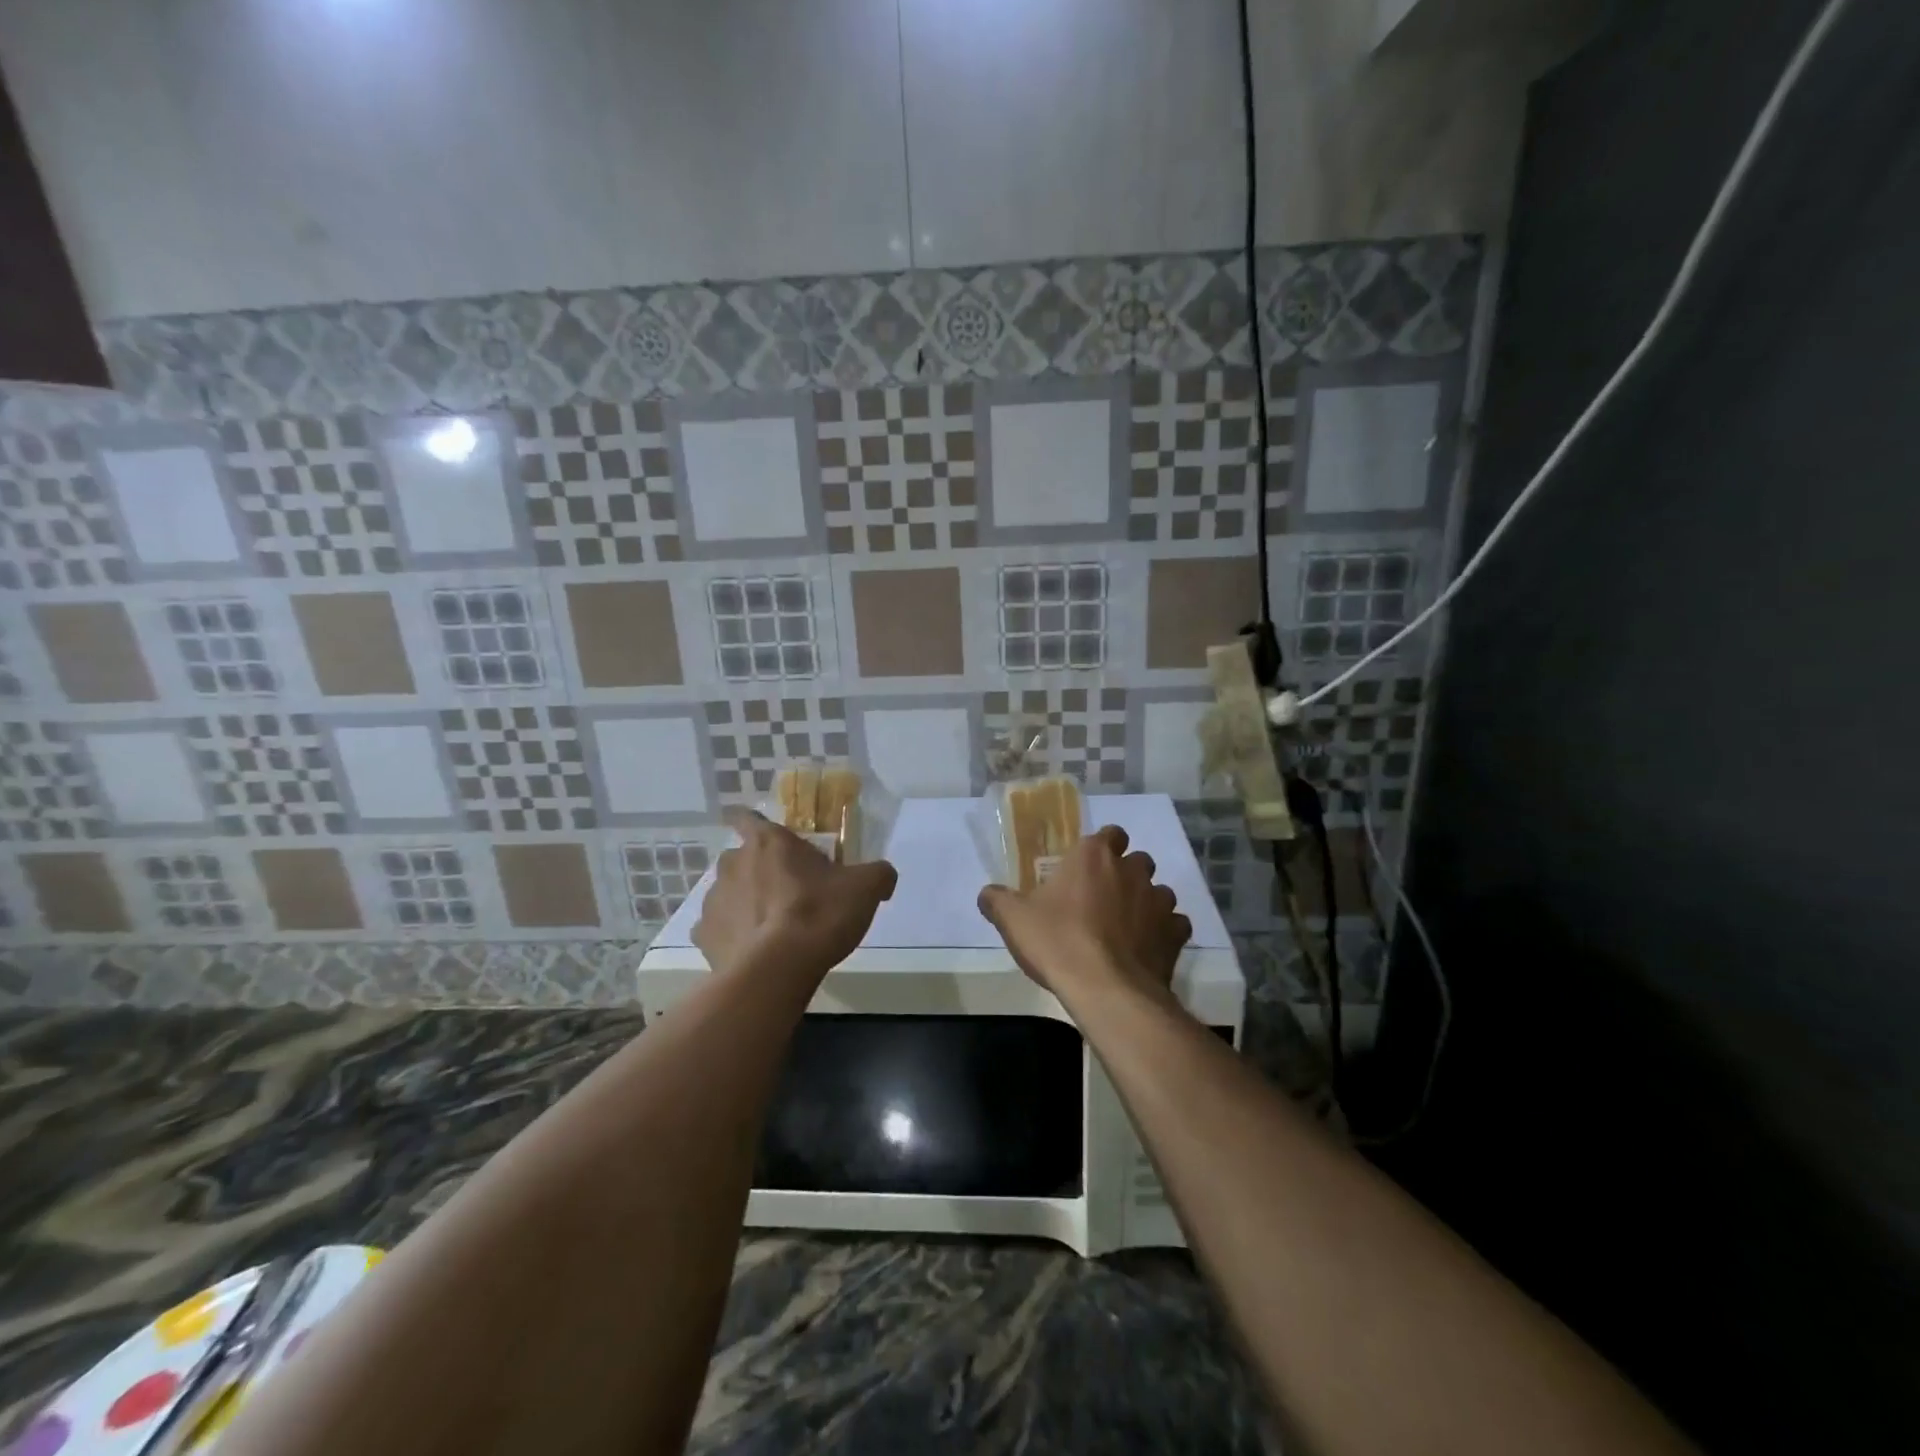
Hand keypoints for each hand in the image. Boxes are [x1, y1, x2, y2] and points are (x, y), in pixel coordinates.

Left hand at [694, 807, 897, 979]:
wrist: (777, 970)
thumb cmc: (819, 914)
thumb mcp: (866, 888)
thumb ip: (878, 874)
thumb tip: (884, 877)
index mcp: (769, 842)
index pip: (747, 817)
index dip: (753, 823)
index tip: (765, 836)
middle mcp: (733, 863)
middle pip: (741, 857)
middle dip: (758, 869)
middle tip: (786, 890)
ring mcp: (713, 900)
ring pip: (728, 893)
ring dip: (744, 902)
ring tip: (770, 927)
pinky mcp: (704, 937)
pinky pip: (718, 929)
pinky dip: (732, 936)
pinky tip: (754, 951)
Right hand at [978, 825, 1191, 1007]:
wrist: (1106, 990)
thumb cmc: (1058, 942)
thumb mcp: (1013, 920)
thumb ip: (997, 900)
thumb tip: (987, 894)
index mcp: (1094, 856)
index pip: (1110, 833)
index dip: (1102, 847)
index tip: (1087, 868)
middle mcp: (1132, 870)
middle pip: (1137, 860)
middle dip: (1125, 874)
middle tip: (1103, 899)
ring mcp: (1159, 901)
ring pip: (1159, 891)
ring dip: (1147, 903)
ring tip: (1126, 928)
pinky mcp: (1176, 934)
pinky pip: (1175, 925)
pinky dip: (1164, 933)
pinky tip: (1147, 949)